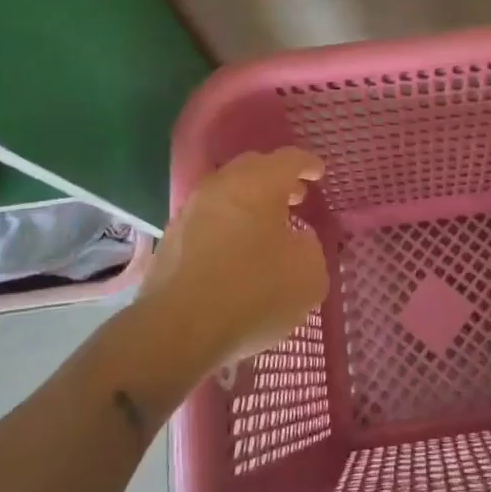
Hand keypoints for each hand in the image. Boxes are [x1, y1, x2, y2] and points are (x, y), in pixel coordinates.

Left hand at [141, 148, 328, 367]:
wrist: (177, 331)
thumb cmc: (253, 294)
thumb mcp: (308, 275)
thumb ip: (310, 248)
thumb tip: (298, 241)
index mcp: (258, 184)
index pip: (289, 160)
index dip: (307, 164)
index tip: (319, 173)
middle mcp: (221, 187)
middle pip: (253, 168)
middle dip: (276, 178)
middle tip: (295, 196)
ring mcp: (191, 211)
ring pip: (226, 193)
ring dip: (249, 202)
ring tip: (267, 227)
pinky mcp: (171, 239)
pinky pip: (208, 218)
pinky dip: (228, 224)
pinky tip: (237, 251)